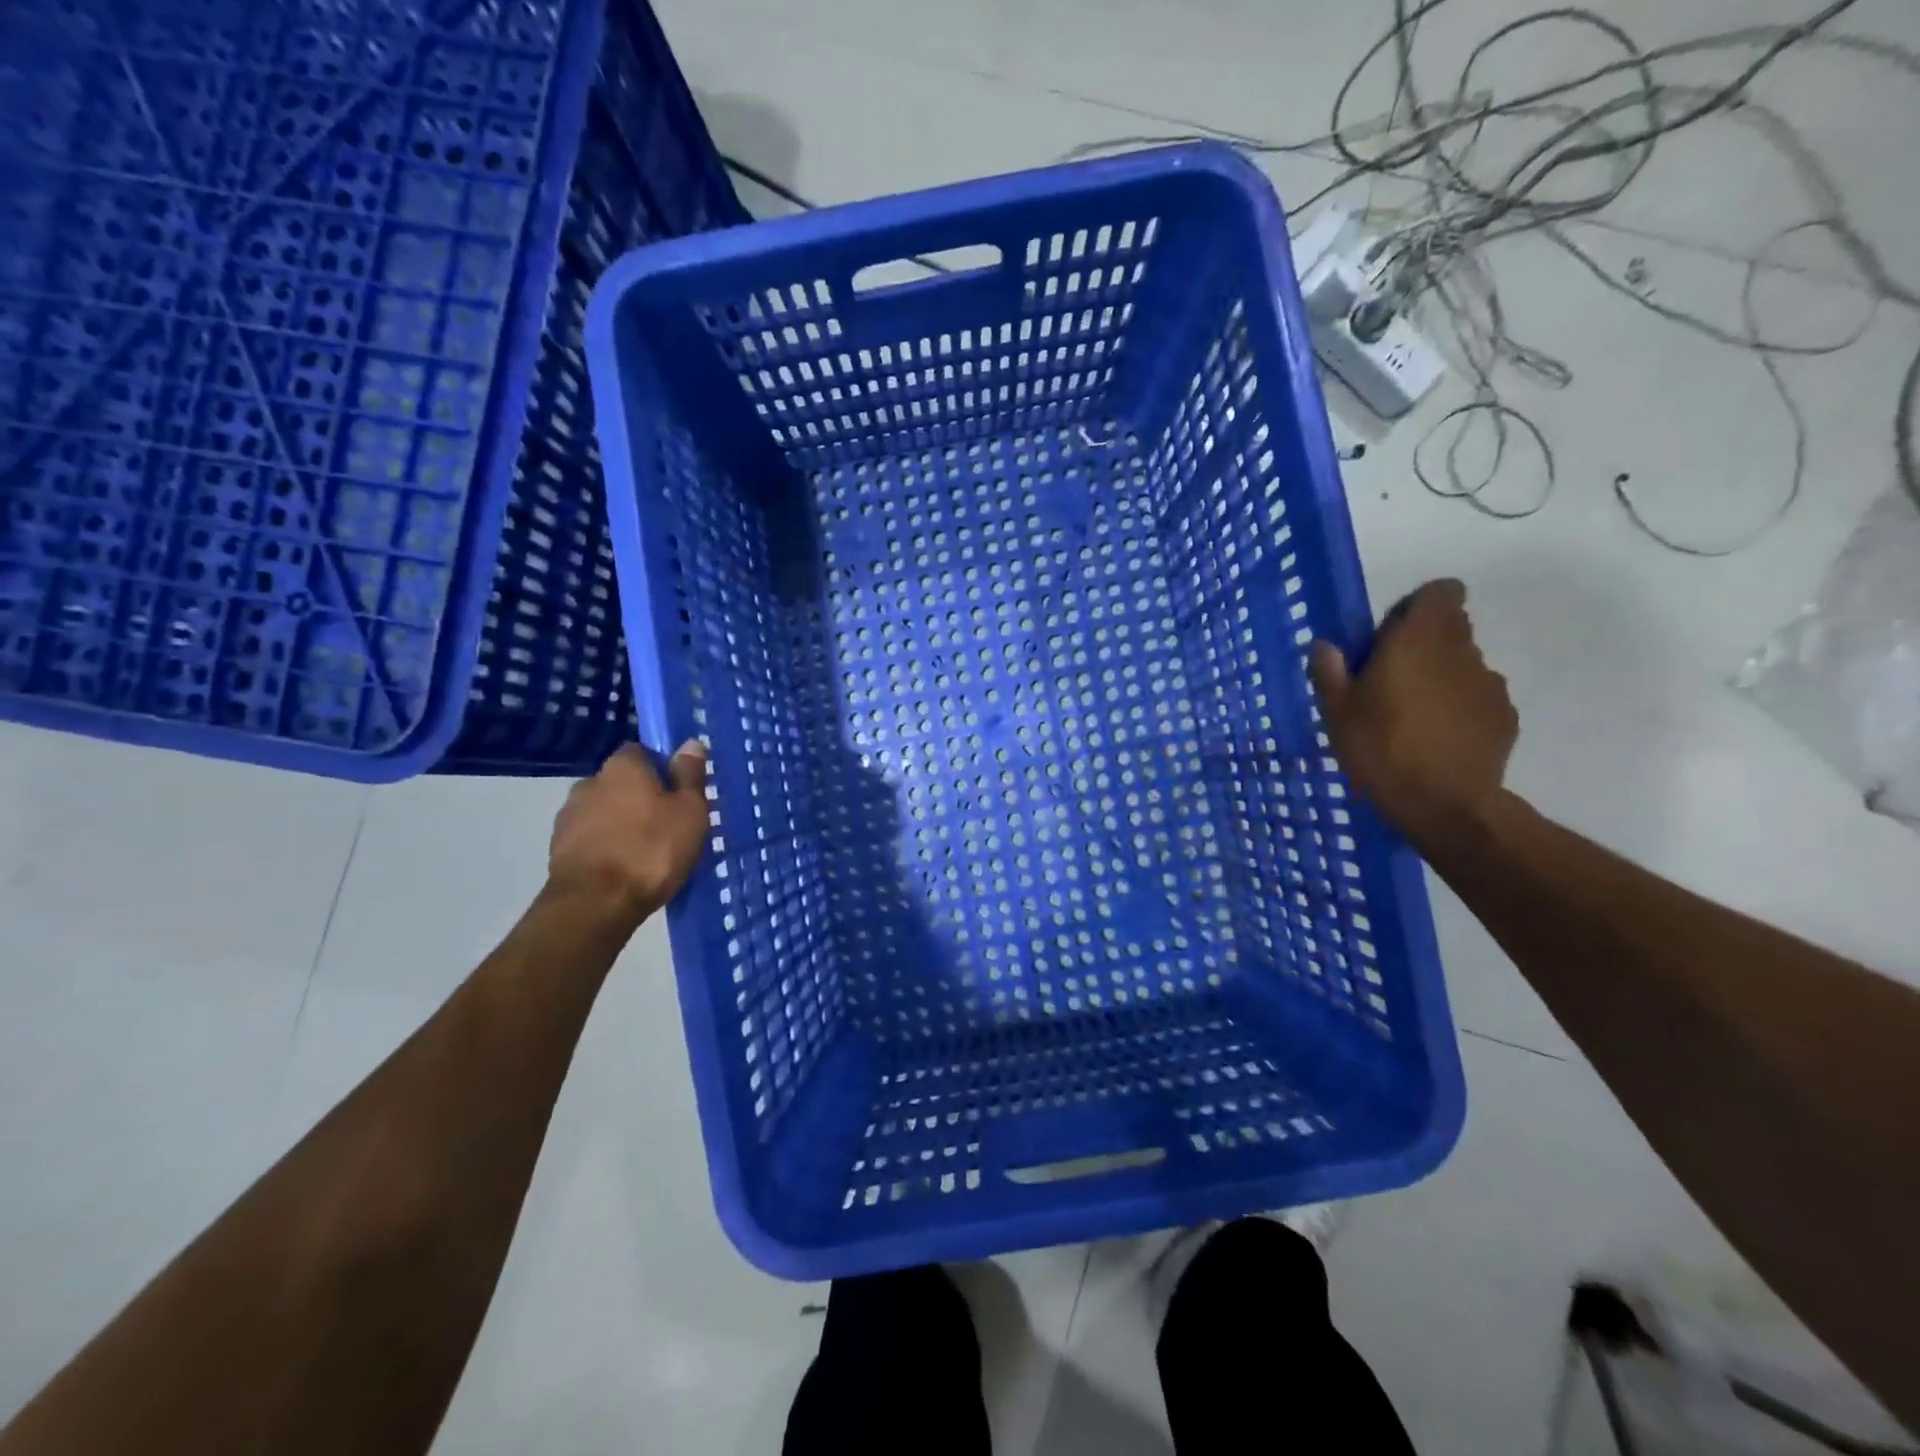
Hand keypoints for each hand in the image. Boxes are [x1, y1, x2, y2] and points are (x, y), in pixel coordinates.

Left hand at [548, 741, 709, 917]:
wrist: (595, 904)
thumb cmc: (652, 850)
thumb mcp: (689, 811)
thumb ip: (690, 775)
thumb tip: (690, 743)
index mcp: (623, 766)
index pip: (643, 752)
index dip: (663, 769)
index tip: (680, 793)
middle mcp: (590, 782)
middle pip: (622, 783)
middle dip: (642, 798)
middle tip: (668, 824)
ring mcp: (569, 816)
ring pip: (605, 811)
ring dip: (622, 823)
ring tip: (647, 851)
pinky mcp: (558, 848)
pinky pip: (592, 838)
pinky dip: (607, 846)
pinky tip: (625, 867)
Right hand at [1308, 579, 1517, 847]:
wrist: (1444, 803)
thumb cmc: (1381, 748)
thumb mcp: (1337, 712)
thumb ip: (1330, 672)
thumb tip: (1325, 646)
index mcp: (1419, 639)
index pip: (1440, 591)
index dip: (1417, 605)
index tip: (1391, 633)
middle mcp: (1462, 651)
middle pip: (1451, 626)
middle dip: (1423, 643)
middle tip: (1390, 679)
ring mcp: (1490, 683)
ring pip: (1463, 664)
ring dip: (1441, 677)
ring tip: (1414, 717)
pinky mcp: (1505, 716)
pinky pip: (1477, 699)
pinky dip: (1459, 708)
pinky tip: (1438, 740)